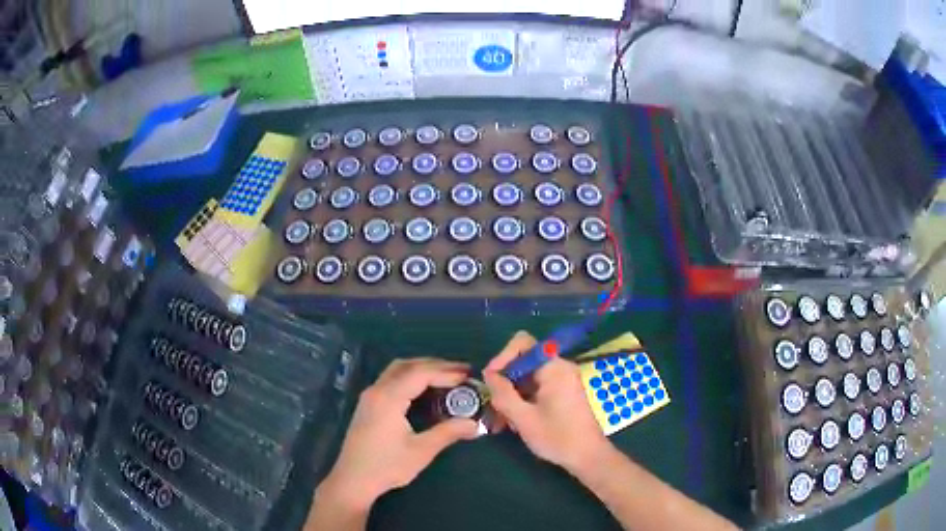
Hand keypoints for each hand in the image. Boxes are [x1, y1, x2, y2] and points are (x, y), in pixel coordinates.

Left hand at [319, 358, 479, 511]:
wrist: (353, 480)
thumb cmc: (387, 466)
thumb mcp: (421, 451)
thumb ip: (448, 433)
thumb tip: (474, 424)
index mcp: (388, 398)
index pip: (420, 374)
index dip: (445, 372)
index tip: (467, 376)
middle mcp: (377, 390)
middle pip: (407, 365)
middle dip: (435, 365)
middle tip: (460, 372)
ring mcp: (369, 396)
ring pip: (397, 371)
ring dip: (421, 369)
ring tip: (446, 377)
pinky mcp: (368, 405)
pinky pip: (391, 380)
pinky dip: (410, 377)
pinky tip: (423, 390)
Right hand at [483, 332, 610, 474]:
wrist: (588, 456)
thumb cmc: (558, 437)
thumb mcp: (523, 418)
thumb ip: (503, 393)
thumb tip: (489, 374)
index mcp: (553, 368)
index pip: (522, 343)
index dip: (502, 357)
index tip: (491, 380)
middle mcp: (560, 368)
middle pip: (523, 362)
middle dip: (505, 382)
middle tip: (494, 406)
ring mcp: (563, 380)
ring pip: (528, 378)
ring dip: (512, 395)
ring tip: (503, 421)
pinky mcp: (563, 393)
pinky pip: (537, 388)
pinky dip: (524, 400)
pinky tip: (516, 422)